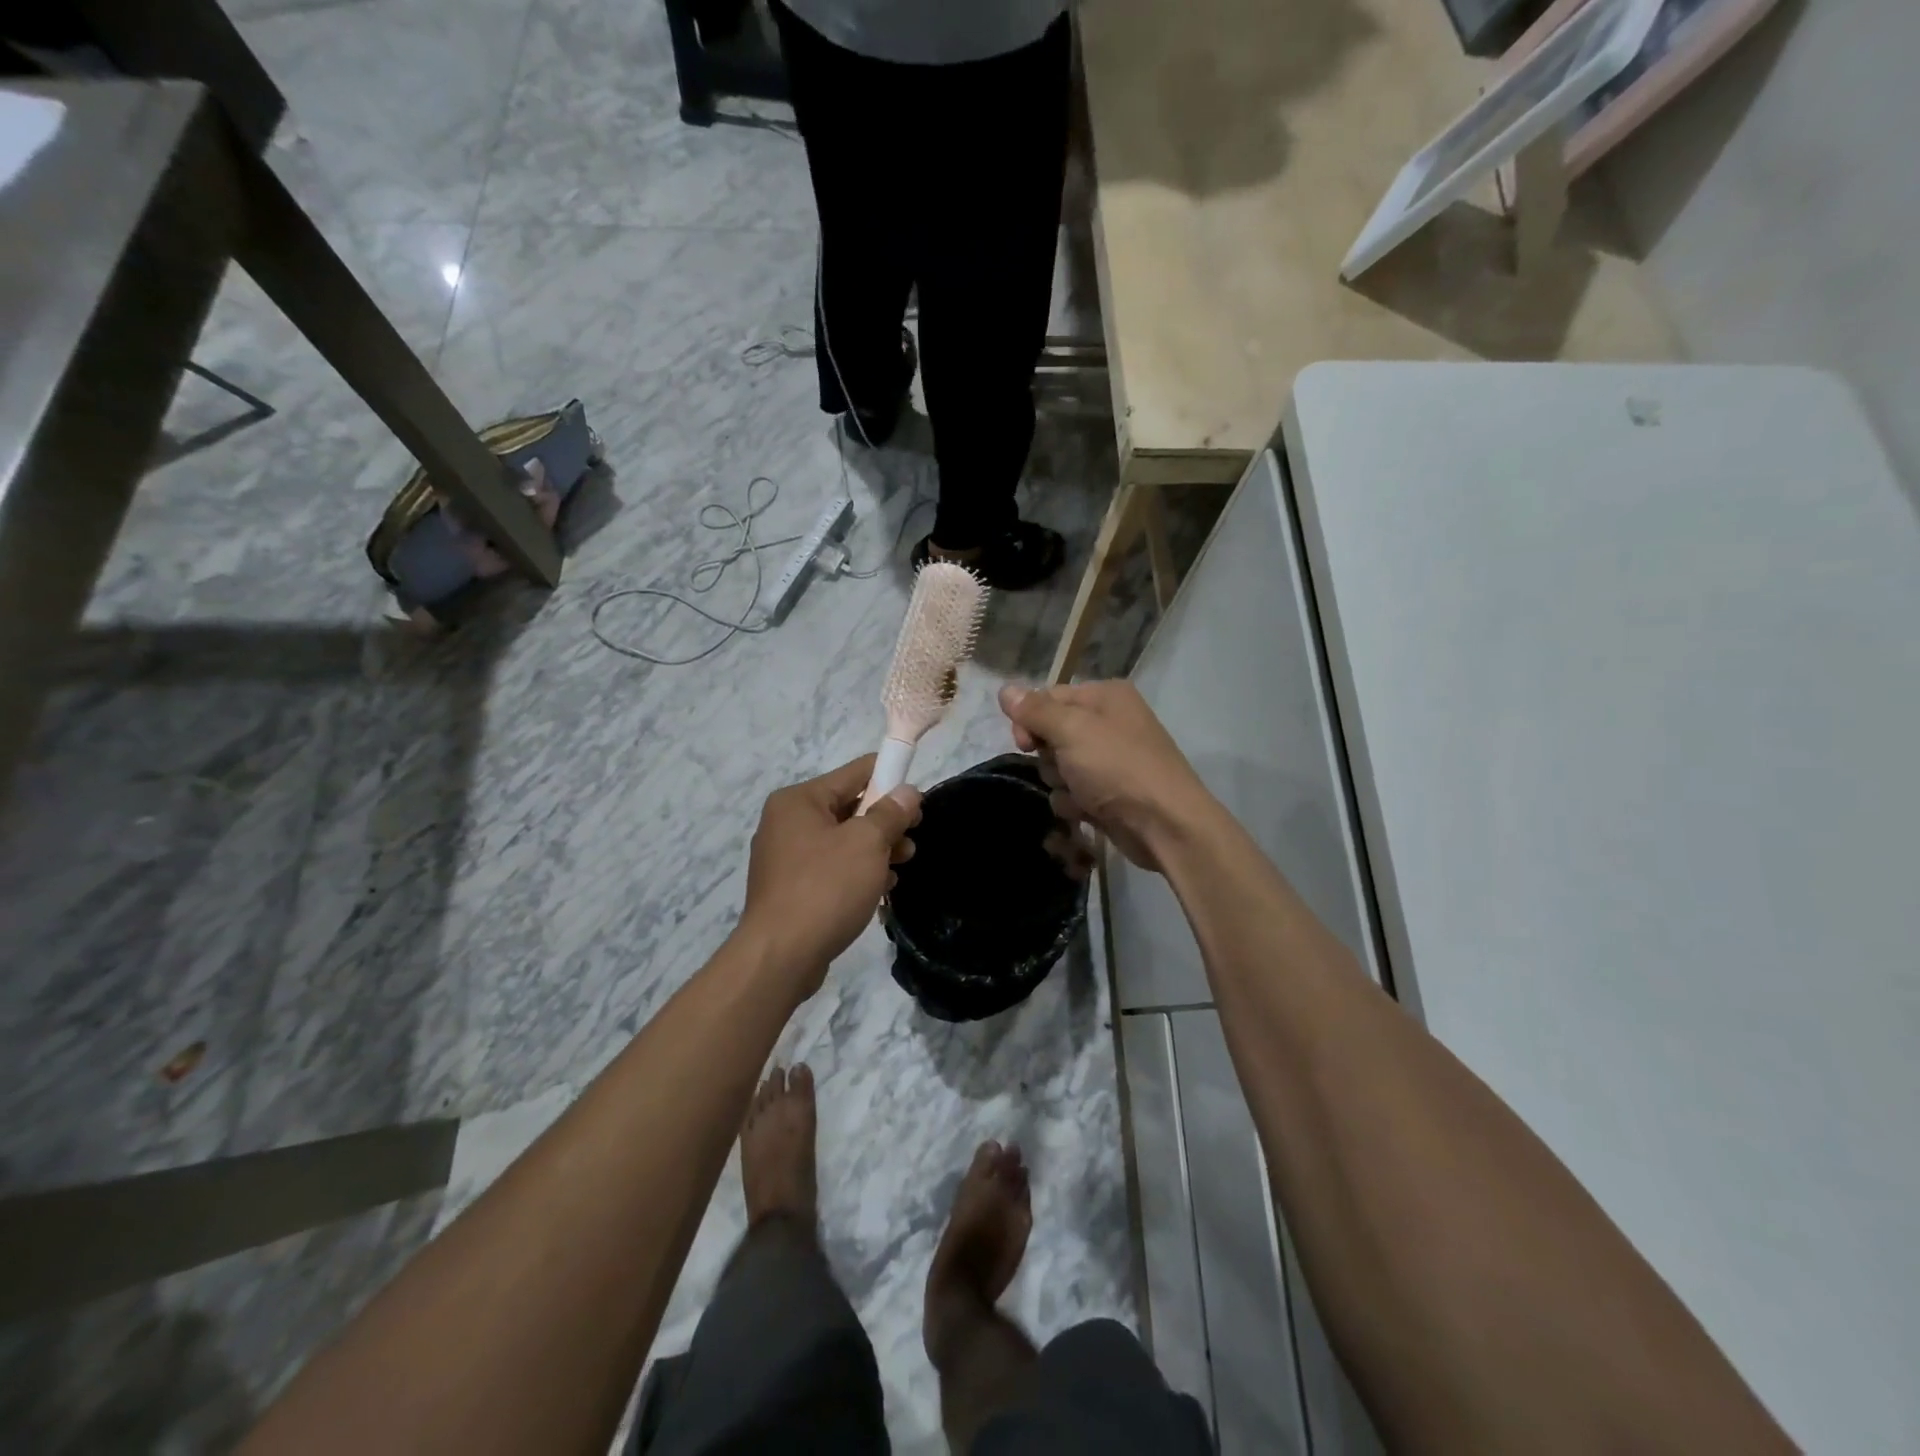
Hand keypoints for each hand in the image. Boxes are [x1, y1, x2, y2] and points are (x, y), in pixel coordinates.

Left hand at [739, 756, 920, 997]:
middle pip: (849, 807)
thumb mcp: (867, 843)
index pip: (854, 773)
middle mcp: (787, 822)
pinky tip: (881, 888)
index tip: (918, 799)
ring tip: (902, 866)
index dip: (890, 778)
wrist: (781, 956)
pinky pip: (832, 868)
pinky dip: (857, 872)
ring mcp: (786, 857)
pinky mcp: (790, 888)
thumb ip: (890, 813)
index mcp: (799, 800)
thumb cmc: (825, 888)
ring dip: (876, 850)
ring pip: (842, 841)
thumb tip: (907, 793)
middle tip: (912, 839)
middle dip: (885, 822)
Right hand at [1000, 681, 1212, 872]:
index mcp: (1105, 697)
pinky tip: (1088, 812)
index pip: (1048, 698)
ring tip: (1081, 794)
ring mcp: (1110, 760)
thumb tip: (1005, 689)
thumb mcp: (1072, 731)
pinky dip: (1075, 803)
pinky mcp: (1109, 792)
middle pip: (1052, 733)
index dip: (1030, 721)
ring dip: (1060, 783)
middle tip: (1063, 769)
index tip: (1024, 744)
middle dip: (1049, 756)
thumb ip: (1035, 711)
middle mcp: (1109, 722)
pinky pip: (1073, 792)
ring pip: (1059, 766)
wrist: (1165, 825)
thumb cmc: (1117, 768)